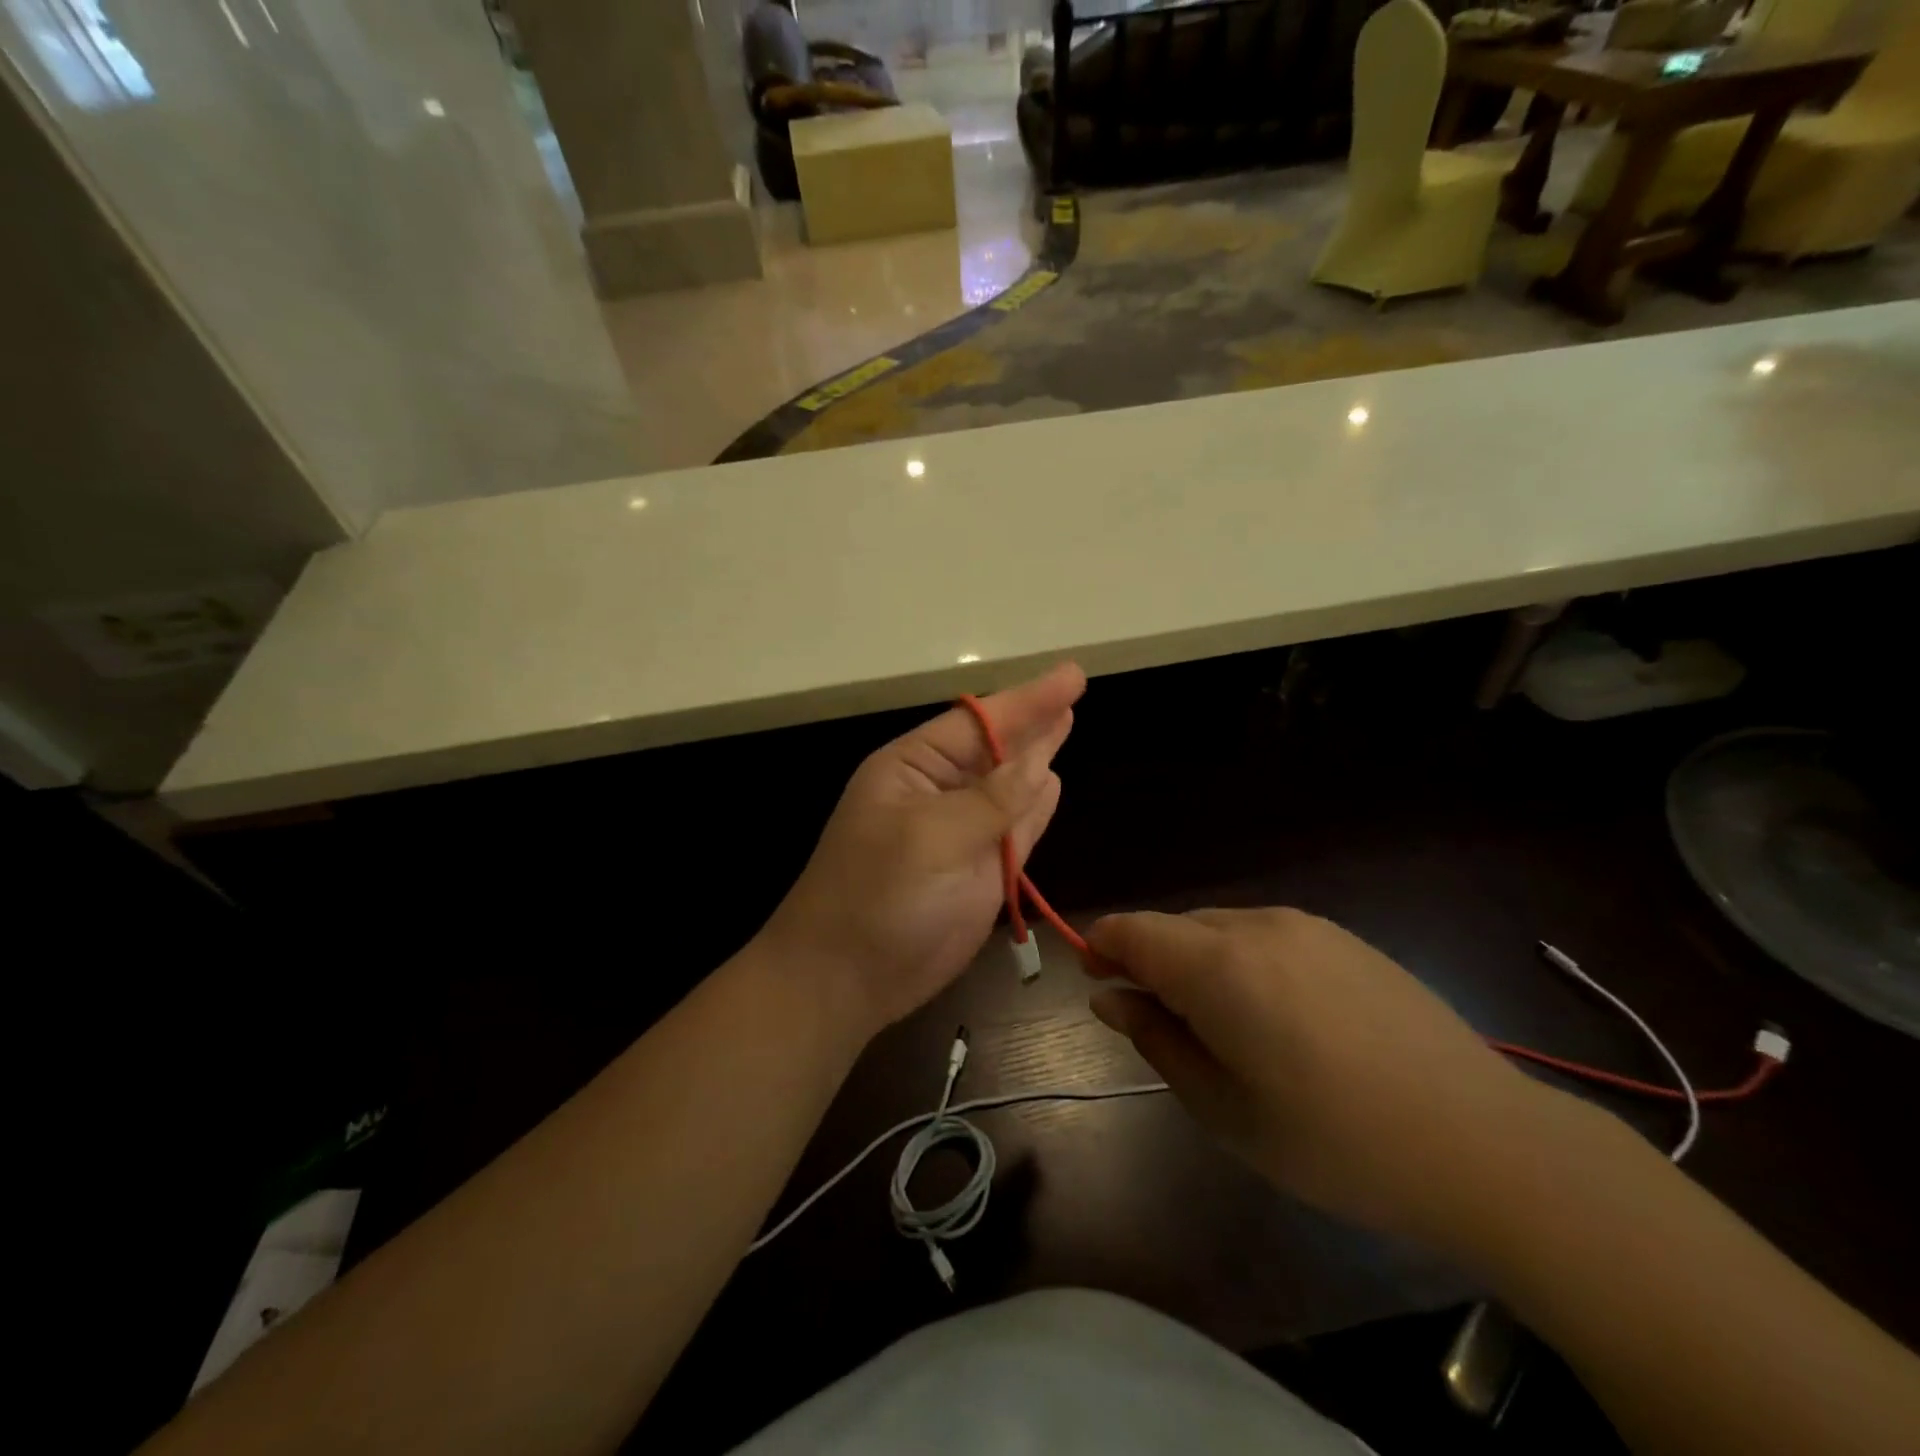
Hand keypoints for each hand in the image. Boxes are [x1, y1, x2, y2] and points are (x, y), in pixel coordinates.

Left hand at [760, 664, 1084, 1035]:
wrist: (846, 980)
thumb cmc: (876, 896)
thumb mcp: (929, 838)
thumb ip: (990, 801)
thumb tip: (1040, 763)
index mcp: (913, 768)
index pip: (978, 722)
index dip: (1027, 699)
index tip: (1072, 677)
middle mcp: (940, 792)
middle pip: (997, 748)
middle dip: (1033, 720)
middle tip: (1073, 688)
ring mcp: (963, 833)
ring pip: (1011, 786)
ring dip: (1037, 757)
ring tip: (1065, 721)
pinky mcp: (981, 872)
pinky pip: (1017, 829)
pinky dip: (1035, 807)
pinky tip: (1052, 780)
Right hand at [1087, 908, 1562, 1248]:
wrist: (1484, 1144)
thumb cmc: (1335, 1141)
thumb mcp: (1223, 1108)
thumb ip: (1155, 1039)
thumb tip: (1109, 997)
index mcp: (1218, 964)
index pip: (1130, 929)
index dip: (1099, 948)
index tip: (1094, 984)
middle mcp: (1256, 925)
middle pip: (1173, 927)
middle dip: (1149, 963)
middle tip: (1160, 1025)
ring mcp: (1306, 926)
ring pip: (1218, 929)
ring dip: (1196, 963)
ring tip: (1223, 1029)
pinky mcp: (1344, 938)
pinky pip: (1265, 936)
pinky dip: (1242, 962)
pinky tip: (1279, 1019)